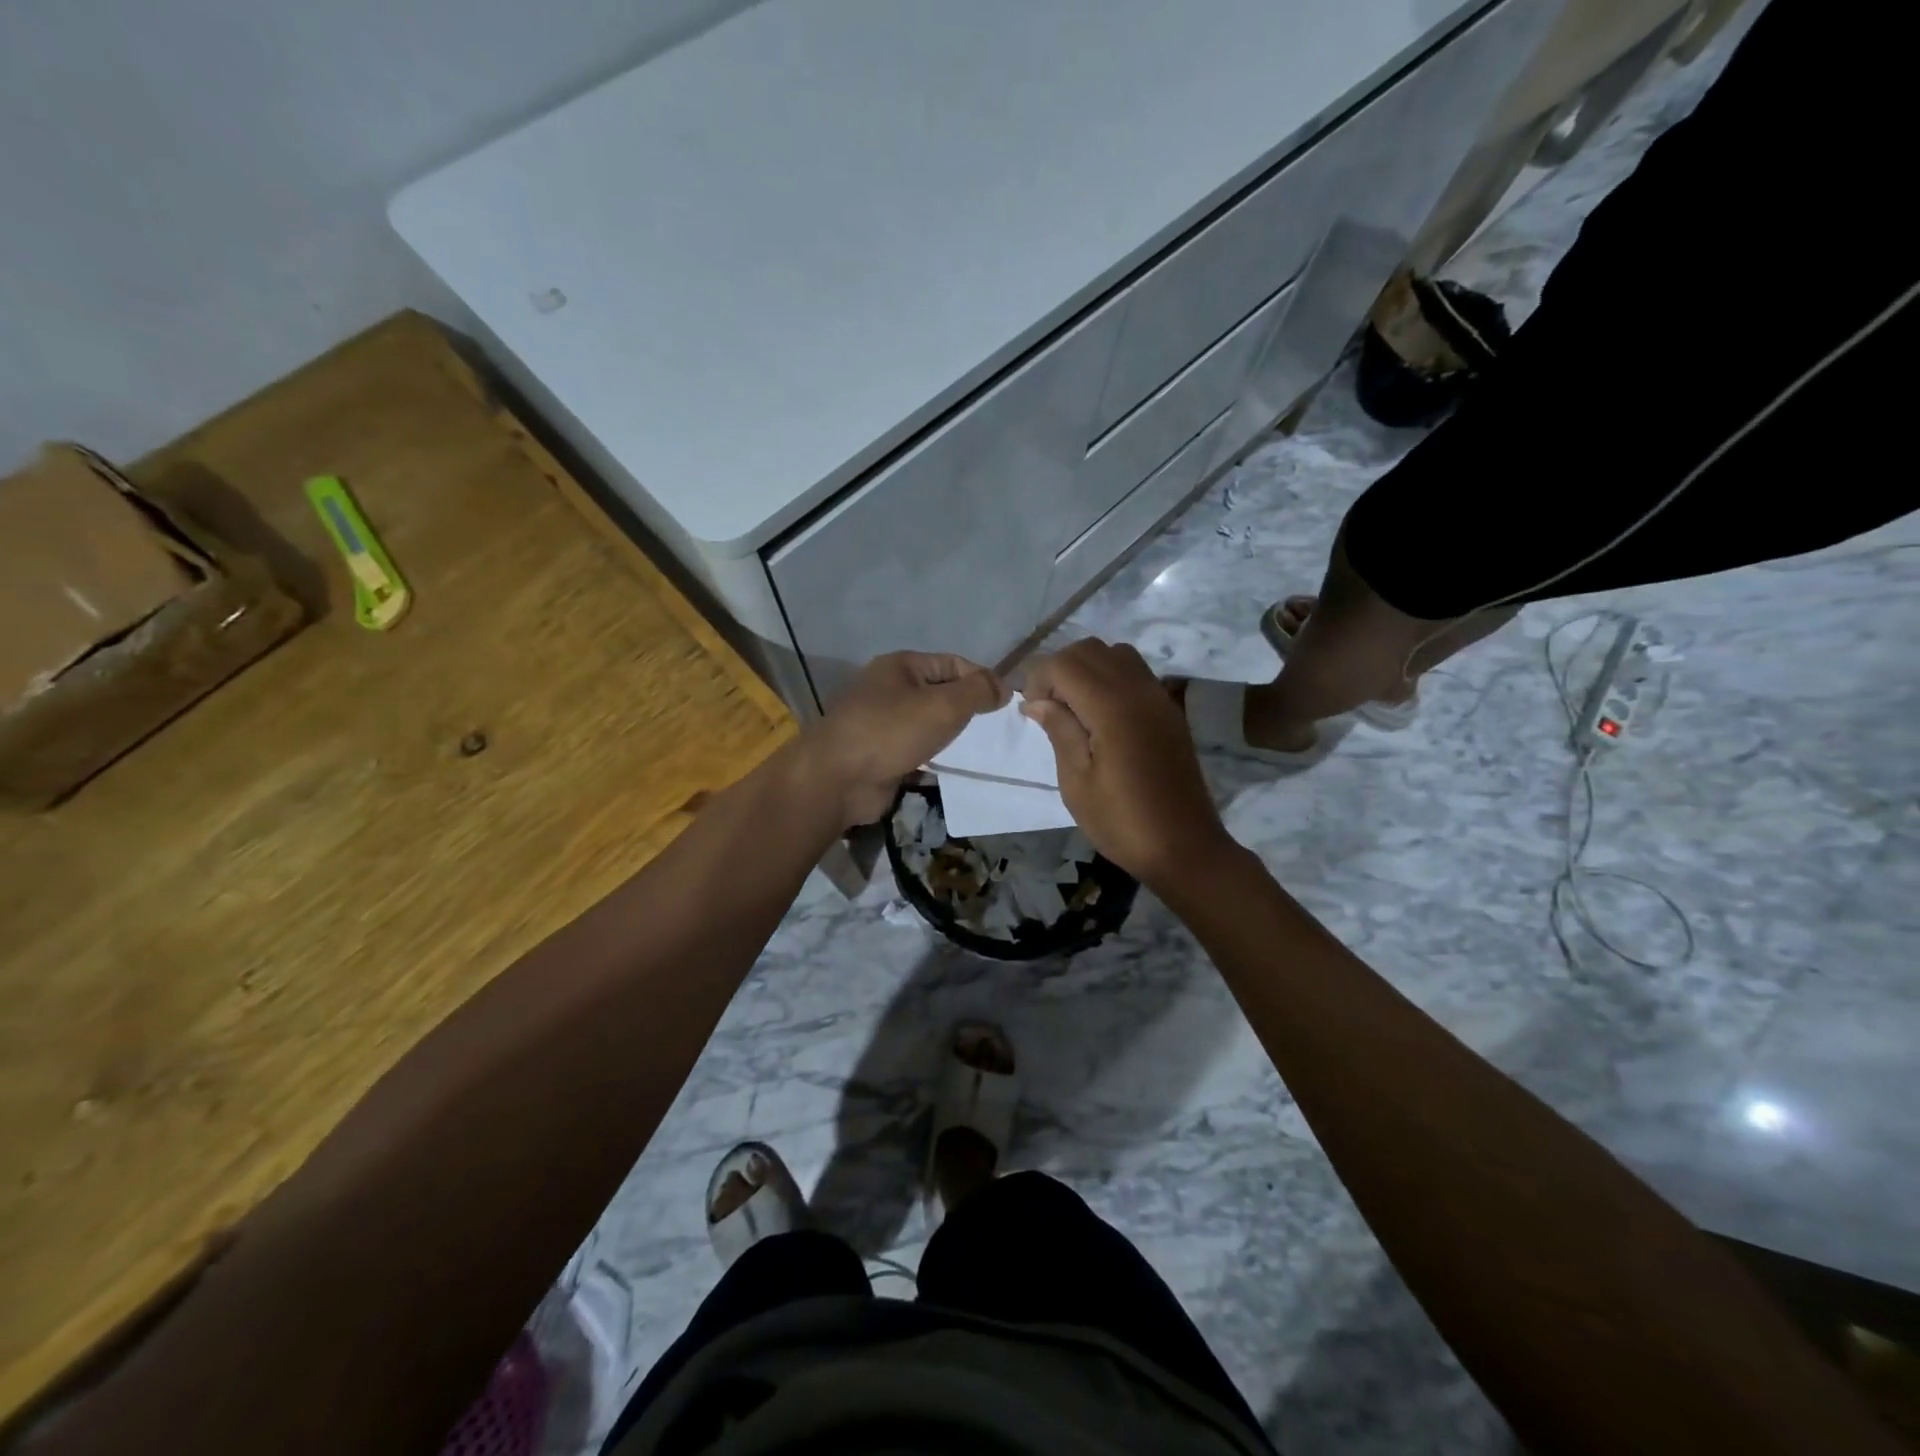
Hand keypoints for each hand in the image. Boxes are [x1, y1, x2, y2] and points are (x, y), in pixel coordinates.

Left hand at [813, 652, 1009, 825]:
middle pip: (939, 693)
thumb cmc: (891, 731)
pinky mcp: (879, 755)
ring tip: (979, 750)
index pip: (952, 663)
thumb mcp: (944, 705)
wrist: (837, 780)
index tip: (1006, 703)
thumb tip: (1003, 686)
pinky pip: (915, 751)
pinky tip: (952, 770)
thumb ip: (978, 692)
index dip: (981, 679)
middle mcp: (888, 690)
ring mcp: (881, 724)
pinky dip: (933, 758)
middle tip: (995, 730)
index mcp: (900, 666)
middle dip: (966, 709)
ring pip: (927, 724)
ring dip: (950, 736)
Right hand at [1020, 638, 1232, 886]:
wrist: (1184, 847)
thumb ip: (1059, 731)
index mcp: (1111, 707)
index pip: (1064, 663)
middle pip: (1089, 649)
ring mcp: (1159, 697)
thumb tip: (1036, 701)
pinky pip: (1136, 673)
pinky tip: (1102, 717)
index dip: (1038, 679)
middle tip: (1048, 708)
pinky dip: (1111, 678)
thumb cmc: (1121, 821)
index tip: (1031, 712)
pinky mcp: (1170, 710)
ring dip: (1087, 669)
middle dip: (1060, 669)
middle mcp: (1138, 690)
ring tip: (1075, 709)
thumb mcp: (1077, 782)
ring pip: (1115, 654)